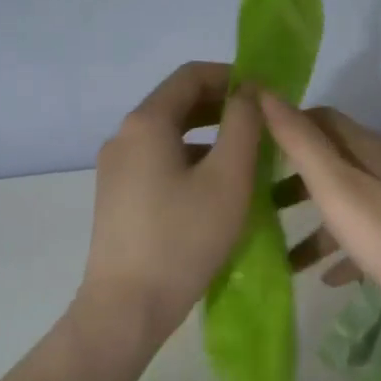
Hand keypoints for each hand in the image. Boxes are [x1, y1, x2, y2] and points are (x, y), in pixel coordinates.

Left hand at [80, 61, 262, 340]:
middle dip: (222, 109)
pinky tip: (216, 191)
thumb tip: (248, 93)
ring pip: (169, 137)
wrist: (127, 305)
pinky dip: (190, 163)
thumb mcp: (228, 178)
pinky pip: (158, 164)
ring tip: (248, 162)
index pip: (191, 75)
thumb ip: (243, 125)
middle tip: (263, 128)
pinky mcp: (116, 198)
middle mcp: (123, 137)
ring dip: (209, 139)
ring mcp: (115, 169)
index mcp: (146, 122)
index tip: (266, 96)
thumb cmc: (184, 238)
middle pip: (177, 104)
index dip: (232, 76)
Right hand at [260, 92, 380, 329]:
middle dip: (294, 178)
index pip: (324, 119)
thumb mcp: (338, 187)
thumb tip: (264, 92)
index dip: (288, 124)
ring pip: (348, 204)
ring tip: (282, 252)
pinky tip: (328, 277)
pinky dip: (342, 251)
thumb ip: (301, 143)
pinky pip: (368, 239)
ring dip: (314, 223)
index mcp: (370, 151)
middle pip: (334, 163)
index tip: (252, 145)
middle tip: (257, 200)